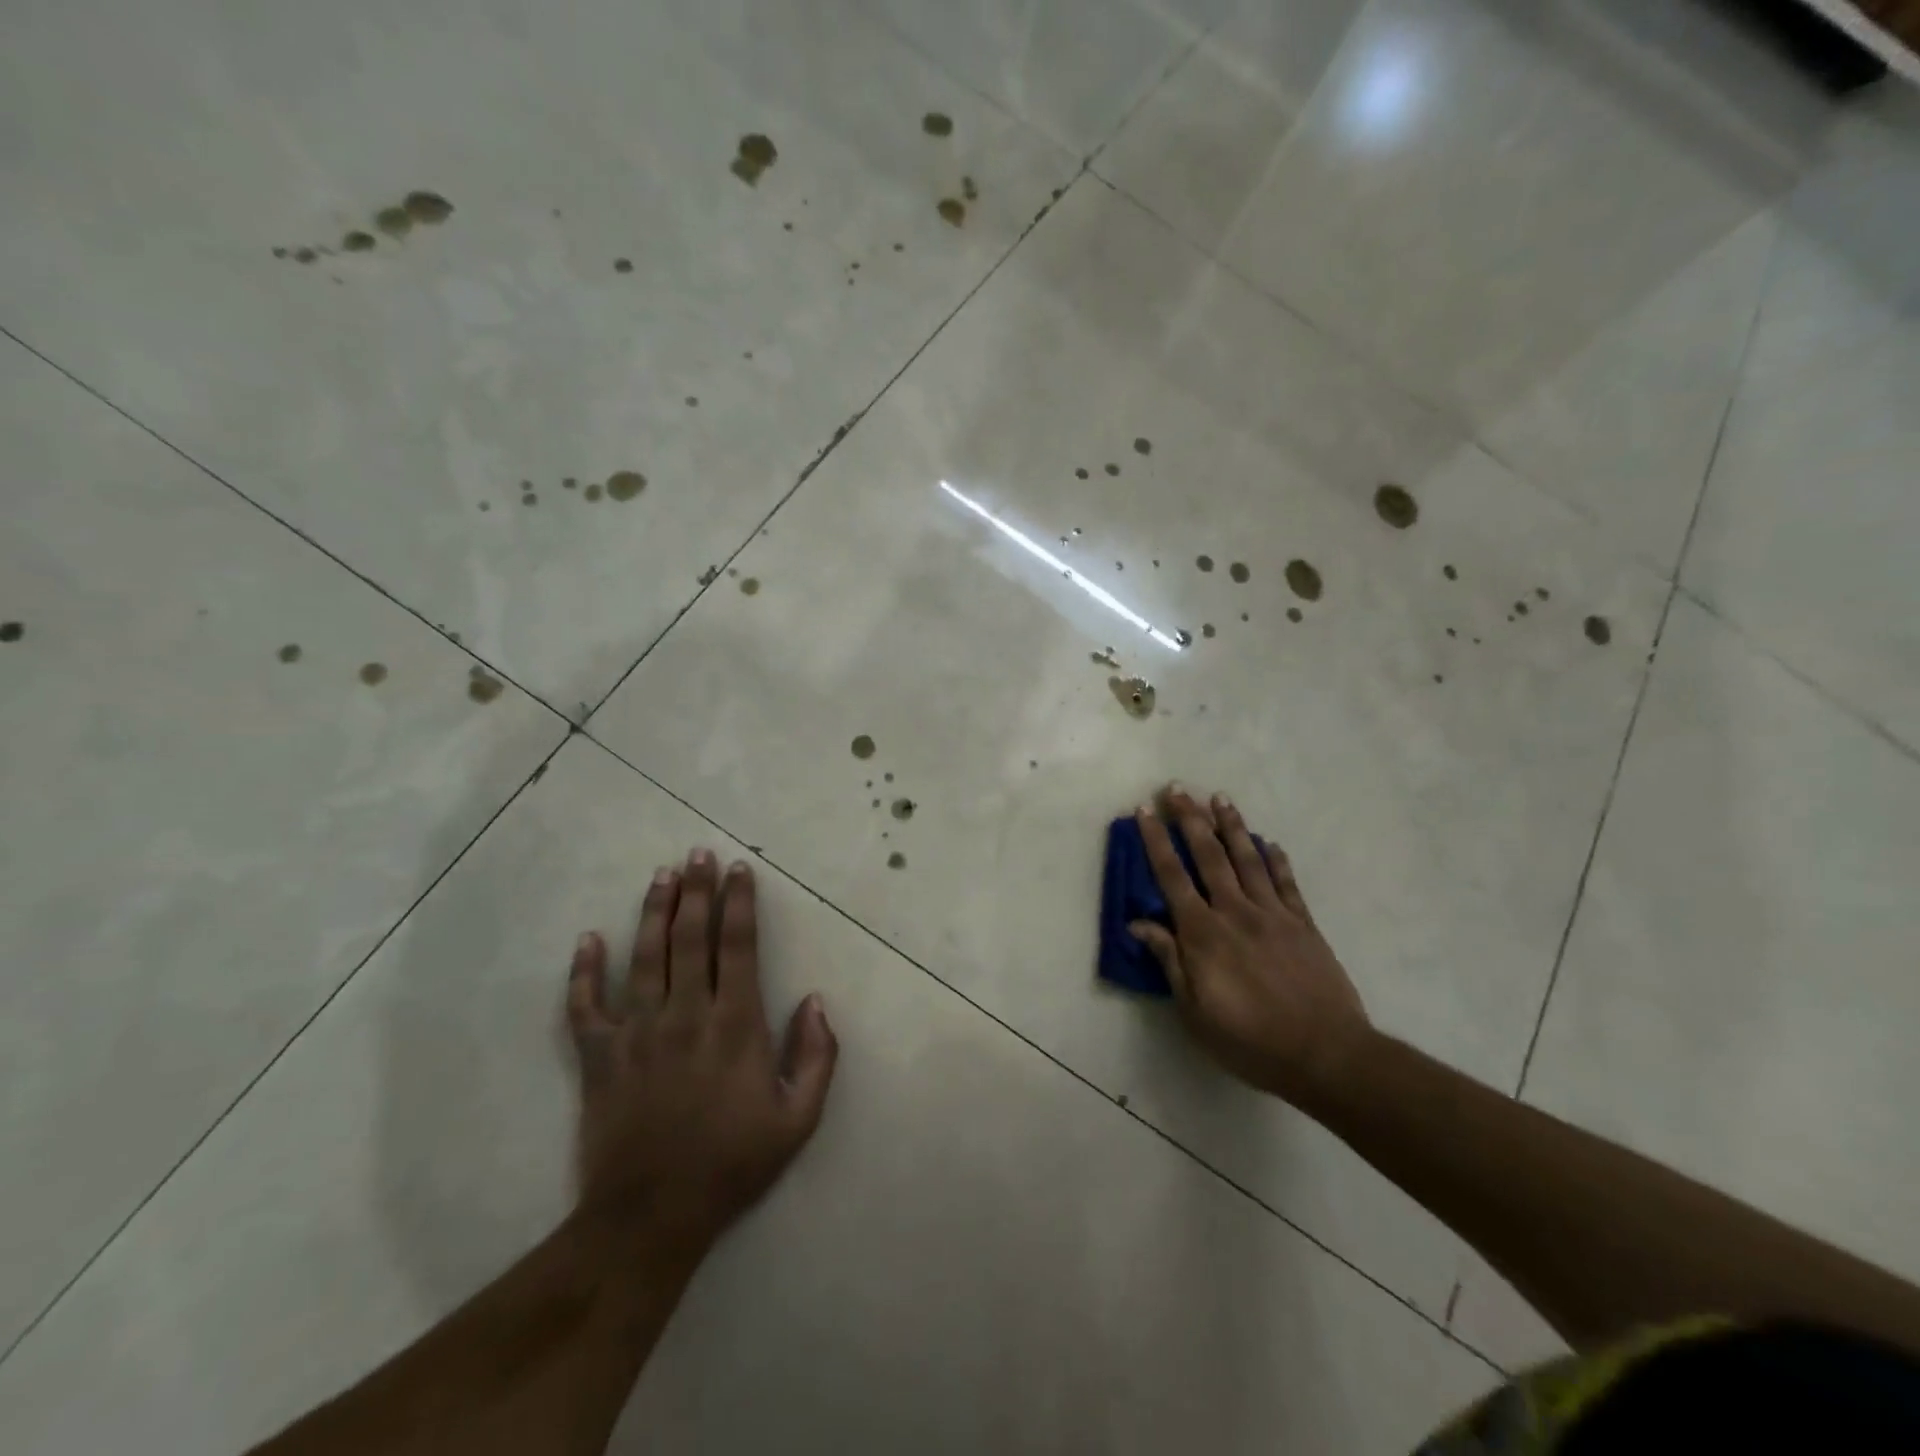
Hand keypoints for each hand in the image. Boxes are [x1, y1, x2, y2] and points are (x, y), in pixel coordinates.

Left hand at [565, 851, 837, 1257]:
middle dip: (697, 891)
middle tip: (698, 853)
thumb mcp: (798, 1120)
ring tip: (661, 875)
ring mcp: (637, 1032)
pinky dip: (584, 971)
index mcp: (735, 1025)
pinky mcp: (598, 1056)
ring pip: (645, 956)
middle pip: (691, 938)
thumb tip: (815, 1001)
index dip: (739, 904)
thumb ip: (816, 1057)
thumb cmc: (732, 1164)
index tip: (739, 871)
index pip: (739, 947)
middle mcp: (685, 1014)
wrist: (651, 1216)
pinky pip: (585, 1005)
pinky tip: (588, 939)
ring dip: (654, 911)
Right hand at [1130, 786, 1371, 1106]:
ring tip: (1220, 798)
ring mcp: (1273, 913)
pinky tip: (1269, 842)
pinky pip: (1287, 883)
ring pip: (1248, 858)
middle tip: (1178, 787)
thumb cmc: (1249, 1039)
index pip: (1171, 876)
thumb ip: (1169, 961)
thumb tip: (1138, 923)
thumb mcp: (1194, 1010)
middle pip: (1209, 855)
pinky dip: (1276, 859)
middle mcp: (1235, 911)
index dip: (1155, 840)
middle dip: (1190, 818)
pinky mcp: (1303, 924)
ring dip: (1232, 825)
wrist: (1325, 1053)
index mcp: (1203, 933)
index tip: (1145, 810)